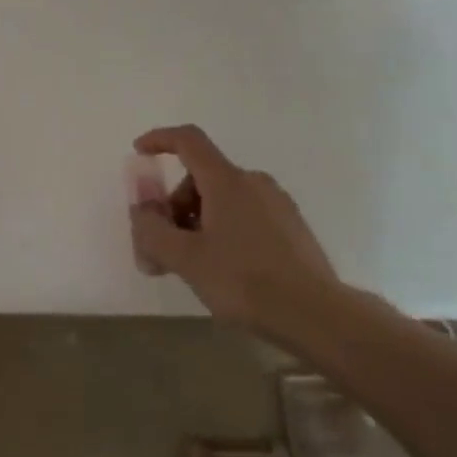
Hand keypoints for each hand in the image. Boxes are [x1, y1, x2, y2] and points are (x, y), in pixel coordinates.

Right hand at [130, 125, 343, 341]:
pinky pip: (244, 216)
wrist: (317, 316)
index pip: (188, 141)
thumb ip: (152, 231)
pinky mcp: (291, 228)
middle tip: (161, 247)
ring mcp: (277, 205)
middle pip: (201, 178)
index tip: (139, 151)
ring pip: (223, 200)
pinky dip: (222, 231)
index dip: (160, 140)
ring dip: (196, 223)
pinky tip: (222, 270)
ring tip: (190, 266)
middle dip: (174, 206)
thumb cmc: (244, 281)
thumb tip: (142, 211)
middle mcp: (253, 183)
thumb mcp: (185, 259)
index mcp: (227, 181)